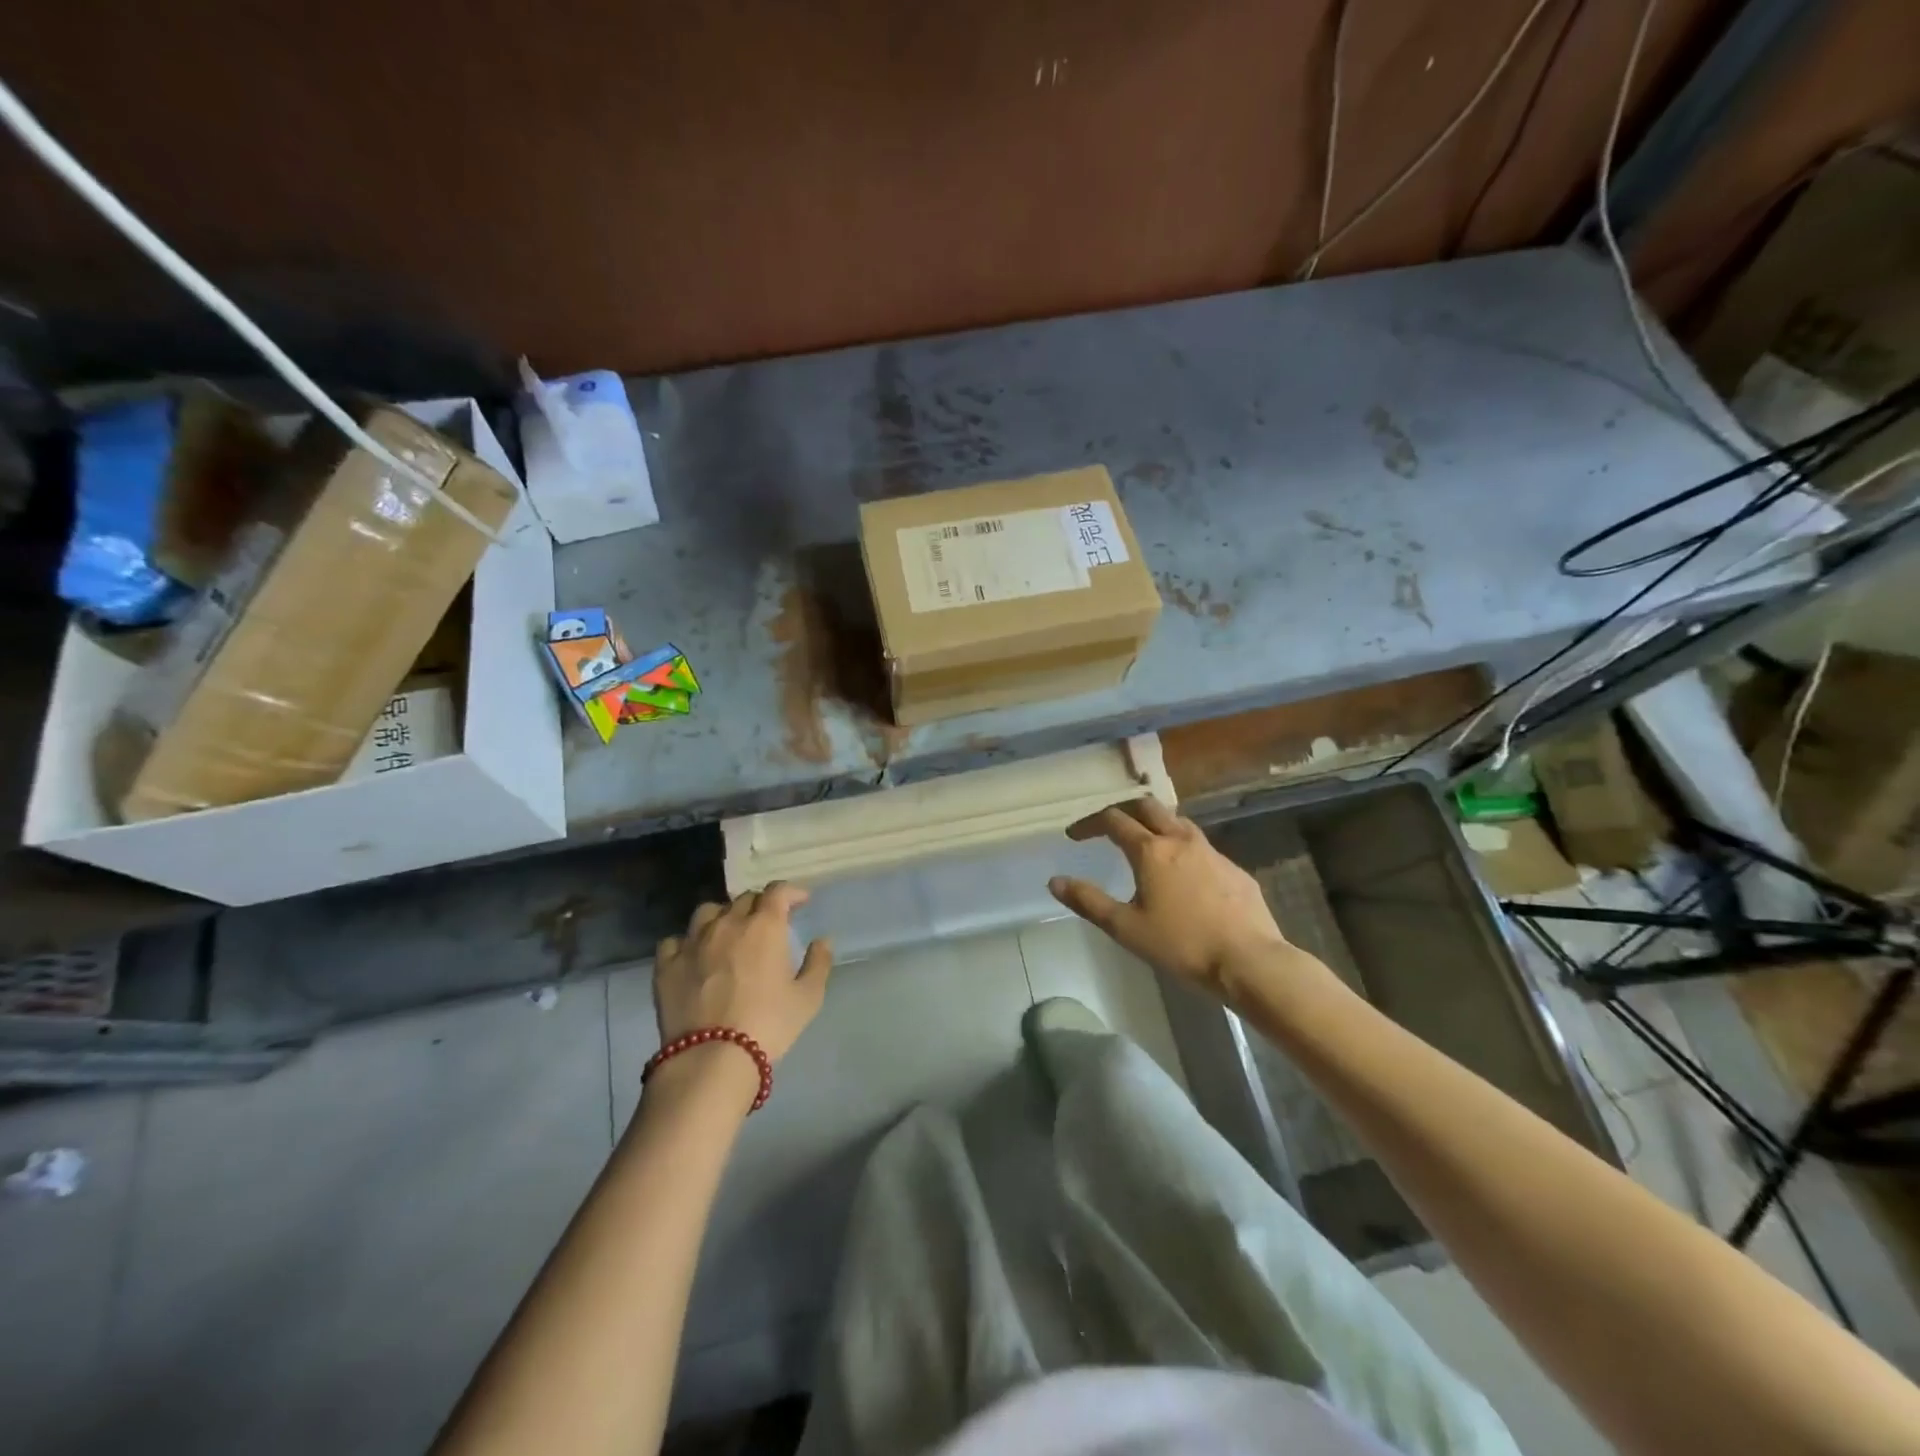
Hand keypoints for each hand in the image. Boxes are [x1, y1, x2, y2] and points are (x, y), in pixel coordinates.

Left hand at [653, 883, 831, 1063]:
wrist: (712, 1058)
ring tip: (728, 934)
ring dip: (723, 916)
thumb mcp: (808, 997)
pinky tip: (693, 956)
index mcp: (764, 926)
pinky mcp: (667, 965)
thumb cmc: (768, 1024)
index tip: (800, 902)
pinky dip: (687, 943)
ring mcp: (693, 942)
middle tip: (768, 924)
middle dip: (760, 905)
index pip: (777, 891)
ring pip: (708, 912)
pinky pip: (675, 941)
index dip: (791, 892)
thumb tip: (822, 941)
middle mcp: (727, 924)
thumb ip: (818, 963)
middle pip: (744, 899)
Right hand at [1049, 797, 1294, 1001]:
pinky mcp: (1233, 869)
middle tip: (1108, 826)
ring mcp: (1212, 852)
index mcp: (1151, 851)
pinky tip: (1183, 874)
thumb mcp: (1126, 927)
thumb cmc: (1182, 944)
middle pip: (1148, 806)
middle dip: (1123, 810)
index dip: (1089, 823)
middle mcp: (1180, 840)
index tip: (1074, 835)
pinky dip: (1182, 848)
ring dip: (1155, 823)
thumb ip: (1088, 901)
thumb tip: (1055, 881)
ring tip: (1144, 842)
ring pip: (1178, 822)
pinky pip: (1201, 847)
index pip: (1113, 821)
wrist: (1249, 960)